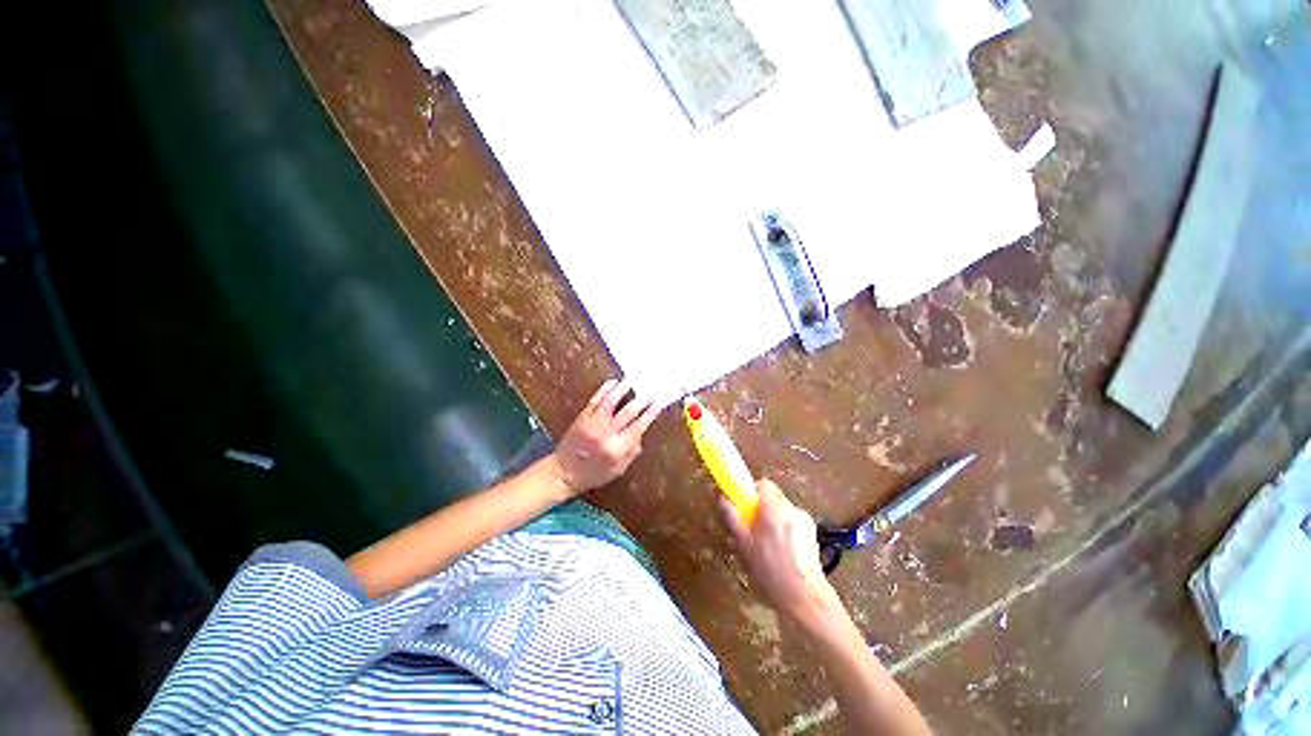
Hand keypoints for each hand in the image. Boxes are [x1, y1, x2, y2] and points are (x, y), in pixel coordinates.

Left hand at [551, 378, 661, 494]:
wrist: (563, 472)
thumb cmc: (593, 474)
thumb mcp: (618, 470)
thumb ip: (632, 452)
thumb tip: (642, 432)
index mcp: (617, 449)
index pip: (639, 426)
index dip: (652, 411)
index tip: (661, 401)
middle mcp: (606, 434)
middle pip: (628, 411)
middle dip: (643, 398)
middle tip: (652, 388)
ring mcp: (592, 423)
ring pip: (611, 401)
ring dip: (624, 388)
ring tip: (633, 379)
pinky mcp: (582, 417)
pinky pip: (595, 399)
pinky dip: (605, 389)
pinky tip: (613, 382)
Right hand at [719, 479, 841, 625]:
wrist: (806, 598)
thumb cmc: (771, 571)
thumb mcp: (744, 545)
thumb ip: (732, 517)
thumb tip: (722, 498)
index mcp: (774, 508)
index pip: (762, 484)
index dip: (751, 492)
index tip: (744, 507)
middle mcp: (792, 508)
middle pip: (772, 497)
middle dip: (761, 508)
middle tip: (752, 528)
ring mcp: (805, 520)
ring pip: (783, 510)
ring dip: (773, 519)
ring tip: (767, 544)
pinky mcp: (812, 533)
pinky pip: (793, 522)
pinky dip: (785, 529)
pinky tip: (782, 552)